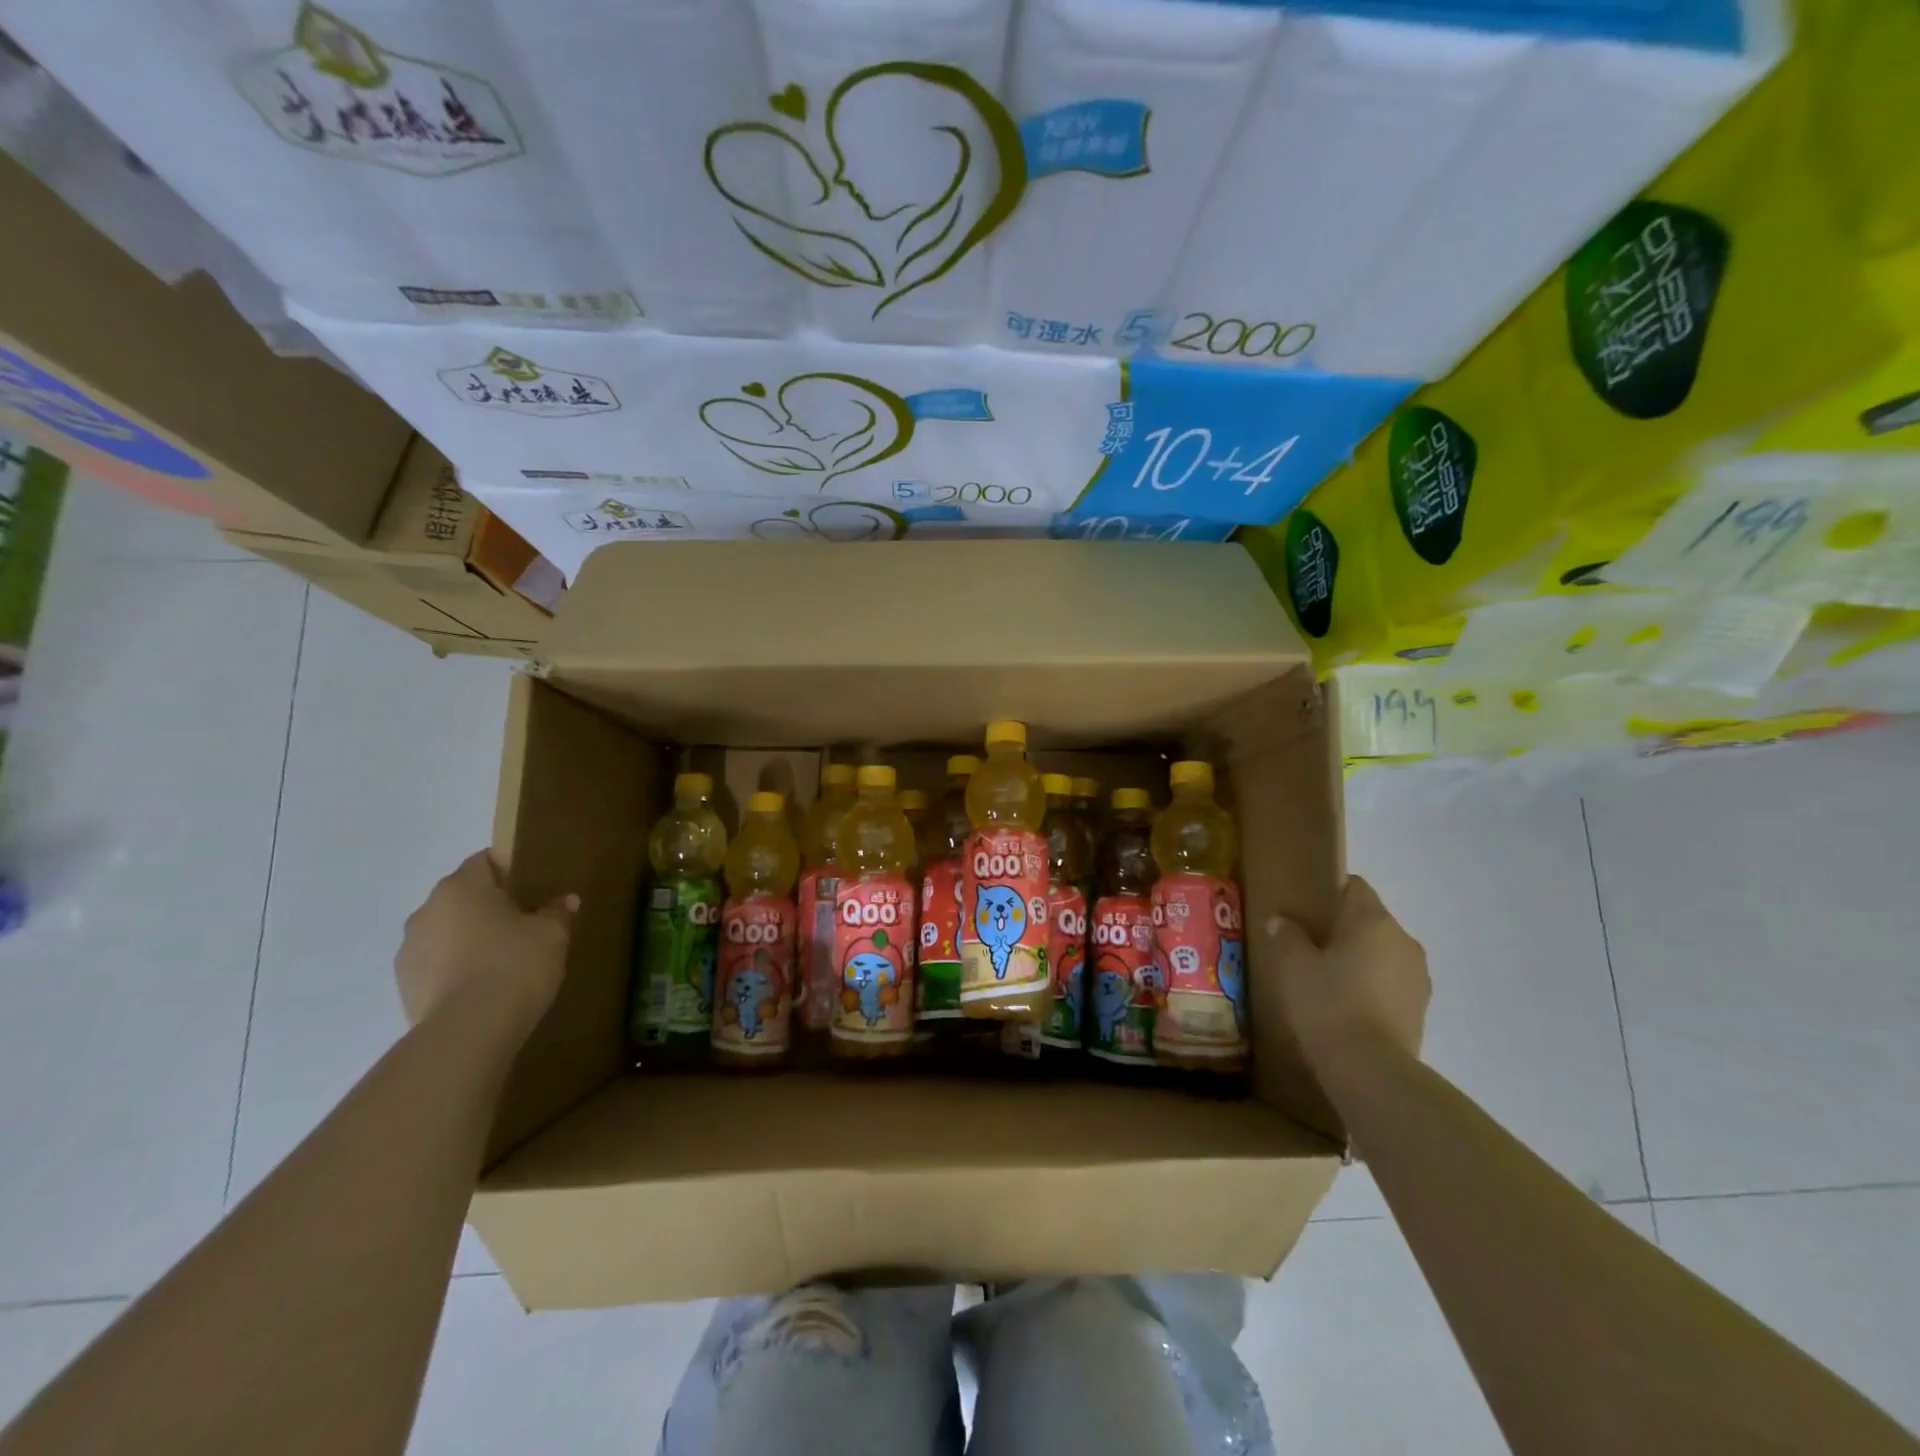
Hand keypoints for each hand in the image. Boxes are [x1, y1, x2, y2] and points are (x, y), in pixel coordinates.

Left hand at [395, 852, 576, 1028]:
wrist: (469, 1030)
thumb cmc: (515, 964)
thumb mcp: (552, 934)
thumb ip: (557, 912)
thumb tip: (565, 900)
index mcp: (461, 887)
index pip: (484, 861)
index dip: (509, 869)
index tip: (532, 888)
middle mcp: (427, 910)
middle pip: (462, 897)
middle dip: (488, 907)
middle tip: (523, 925)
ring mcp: (409, 950)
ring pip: (446, 932)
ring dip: (468, 939)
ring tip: (501, 962)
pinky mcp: (404, 986)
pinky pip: (436, 965)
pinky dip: (455, 969)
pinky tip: (482, 987)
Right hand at [1265, 875, 1428, 1068]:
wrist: (1371, 1070)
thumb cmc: (1328, 1003)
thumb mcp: (1292, 966)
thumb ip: (1287, 936)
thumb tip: (1282, 921)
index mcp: (1373, 920)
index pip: (1354, 886)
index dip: (1329, 891)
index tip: (1304, 907)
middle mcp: (1403, 940)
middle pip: (1369, 920)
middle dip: (1342, 928)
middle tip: (1307, 944)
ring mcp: (1417, 976)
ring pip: (1382, 953)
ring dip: (1359, 959)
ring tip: (1325, 978)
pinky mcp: (1420, 1009)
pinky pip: (1390, 983)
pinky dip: (1371, 986)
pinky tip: (1345, 1005)